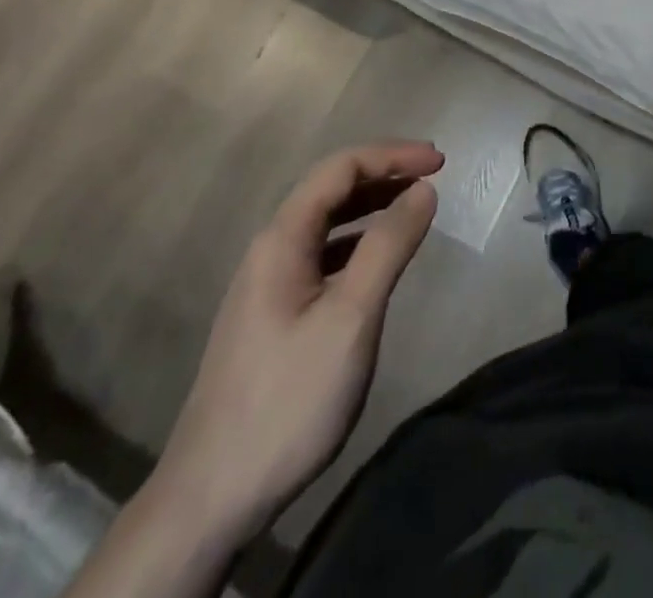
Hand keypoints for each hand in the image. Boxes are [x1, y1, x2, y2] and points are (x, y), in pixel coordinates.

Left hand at [145, 141, 443, 552]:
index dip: (392, 155)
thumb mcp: (351, 318)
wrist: (212, 497)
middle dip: (384, 173)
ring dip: (372, 205)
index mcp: (282, 239)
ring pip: (326, 223)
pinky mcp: (273, 315)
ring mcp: (268, 284)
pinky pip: (323, 255)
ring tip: (414, 205)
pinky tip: (379, 259)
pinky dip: (358, 242)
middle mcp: (271, 249)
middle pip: (331, 189)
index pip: (340, 169)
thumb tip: (423, 189)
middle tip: (434, 175)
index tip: (440, 161)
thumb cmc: (289, 398)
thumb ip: (388, 246)